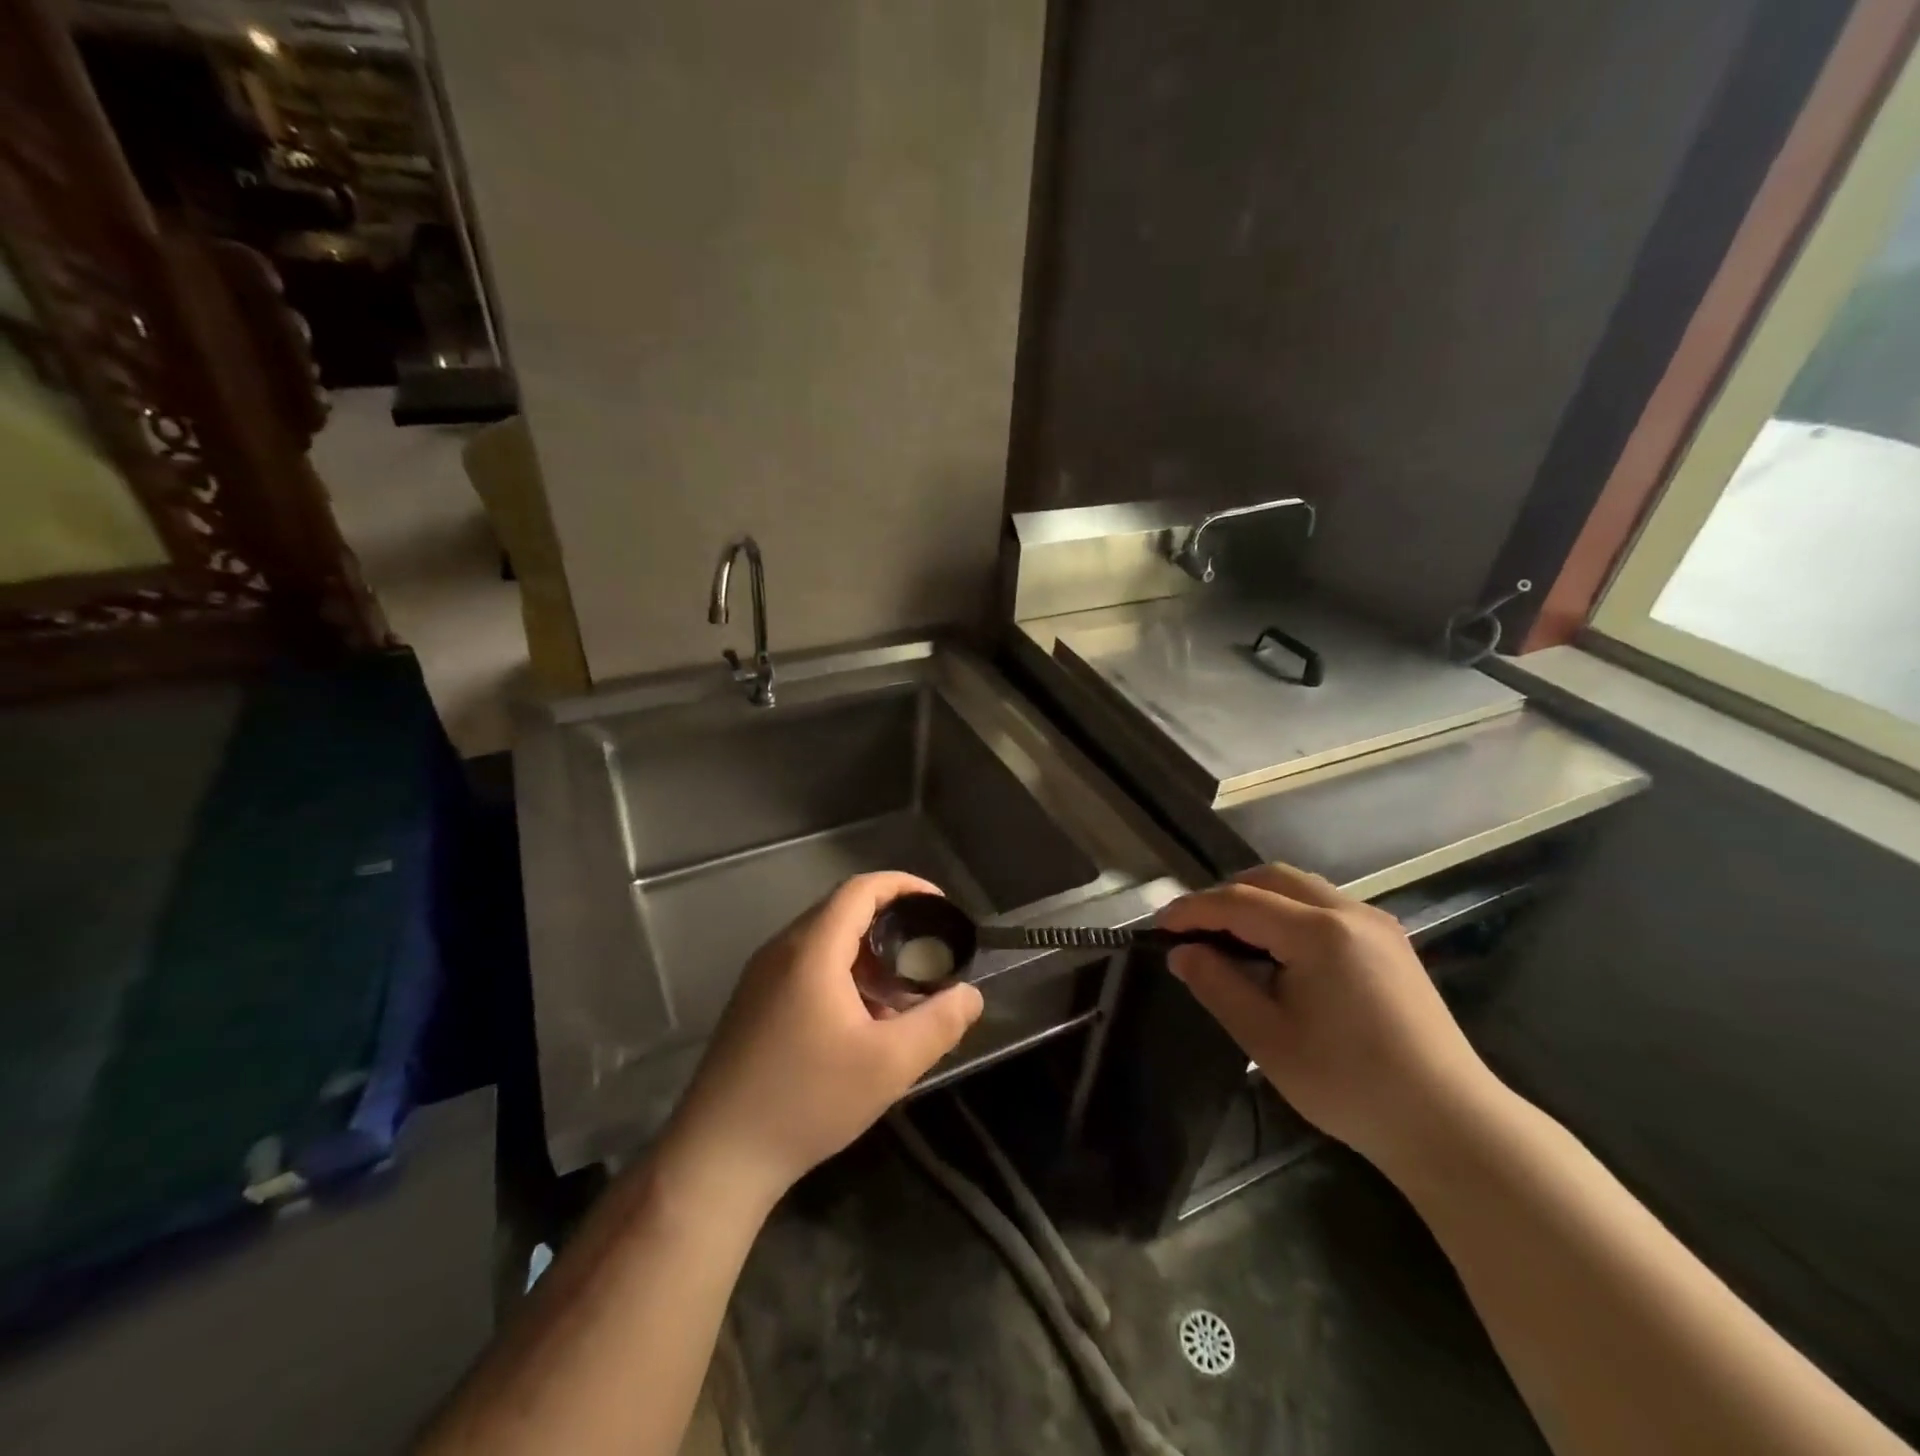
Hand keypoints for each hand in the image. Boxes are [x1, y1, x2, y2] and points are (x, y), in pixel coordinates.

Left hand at [661, 873, 983, 1210]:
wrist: (717, 1157)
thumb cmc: (807, 1101)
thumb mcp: (889, 1065)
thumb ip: (939, 1023)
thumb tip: (970, 994)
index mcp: (812, 950)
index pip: (861, 889)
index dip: (904, 886)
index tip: (938, 907)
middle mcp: (781, 950)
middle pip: (842, 912)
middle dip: (891, 924)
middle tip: (927, 954)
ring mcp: (761, 977)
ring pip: (824, 943)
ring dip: (867, 955)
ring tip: (900, 993)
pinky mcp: (752, 1004)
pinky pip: (805, 968)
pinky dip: (841, 975)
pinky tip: (859, 1021)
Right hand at [1157, 863, 1500, 1173]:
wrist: (1450, 1125)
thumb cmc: (1350, 1084)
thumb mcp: (1267, 1039)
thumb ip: (1218, 985)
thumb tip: (1182, 953)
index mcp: (1319, 932)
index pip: (1239, 901)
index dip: (1193, 909)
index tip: (1158, 925)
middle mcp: (1350, 912)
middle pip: (1272, 878)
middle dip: (1225, 894)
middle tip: (1193, 927)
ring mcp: (1376, 924)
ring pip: (1301, 887)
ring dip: (1258, 899)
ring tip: (1228, 935)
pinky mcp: (1390, 942)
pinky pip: (1325, 906)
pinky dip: (1288, 912)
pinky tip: (1276, 948)